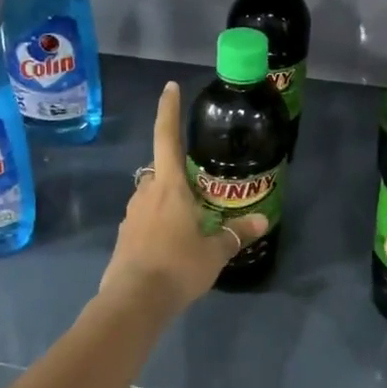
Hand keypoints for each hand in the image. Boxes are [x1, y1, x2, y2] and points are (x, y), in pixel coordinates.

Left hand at [98, 82, 267, 315]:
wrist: (134, 300)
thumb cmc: (178, 265)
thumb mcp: (215, 251)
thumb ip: (236, 233)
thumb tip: (262, 221)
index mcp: (168, 186)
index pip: (166, 137)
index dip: (168, 110)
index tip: (169, 87)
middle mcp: (146, 193)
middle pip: (159, 171)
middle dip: (175, 174)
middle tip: (197, 188)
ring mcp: (131, 215)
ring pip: (150, 197)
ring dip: (166, 202)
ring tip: (189, 222)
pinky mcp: (124, 237)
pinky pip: (144, 220)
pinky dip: (157, 225)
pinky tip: (172, 245)